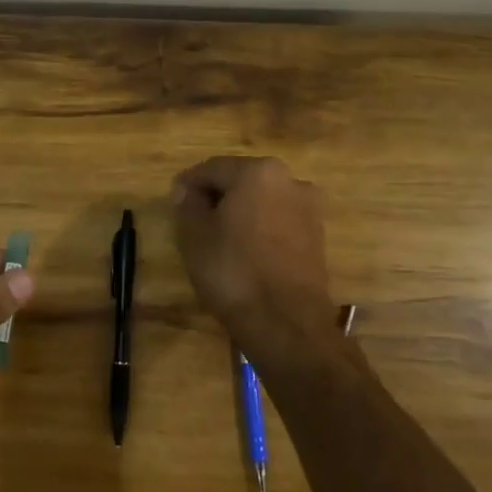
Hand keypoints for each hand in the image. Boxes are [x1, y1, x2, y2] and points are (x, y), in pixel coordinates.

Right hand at [171, 157, 334, 361]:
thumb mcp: (194, 236)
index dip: (188, 184)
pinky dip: (259, 230)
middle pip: (241, 181)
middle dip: (217, 197)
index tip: (174, 203)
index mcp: (257, 172)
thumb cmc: (233, 271)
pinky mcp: (317, 237)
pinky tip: (244, 253)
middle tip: (193, 221)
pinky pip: (278, 222)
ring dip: (240, 213)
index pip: (212, 168)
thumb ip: (187, 204)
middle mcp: (289, 180)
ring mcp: (308, 209)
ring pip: (262, 202)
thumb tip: (186, 190)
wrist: (286, 323)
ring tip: (218, 239)